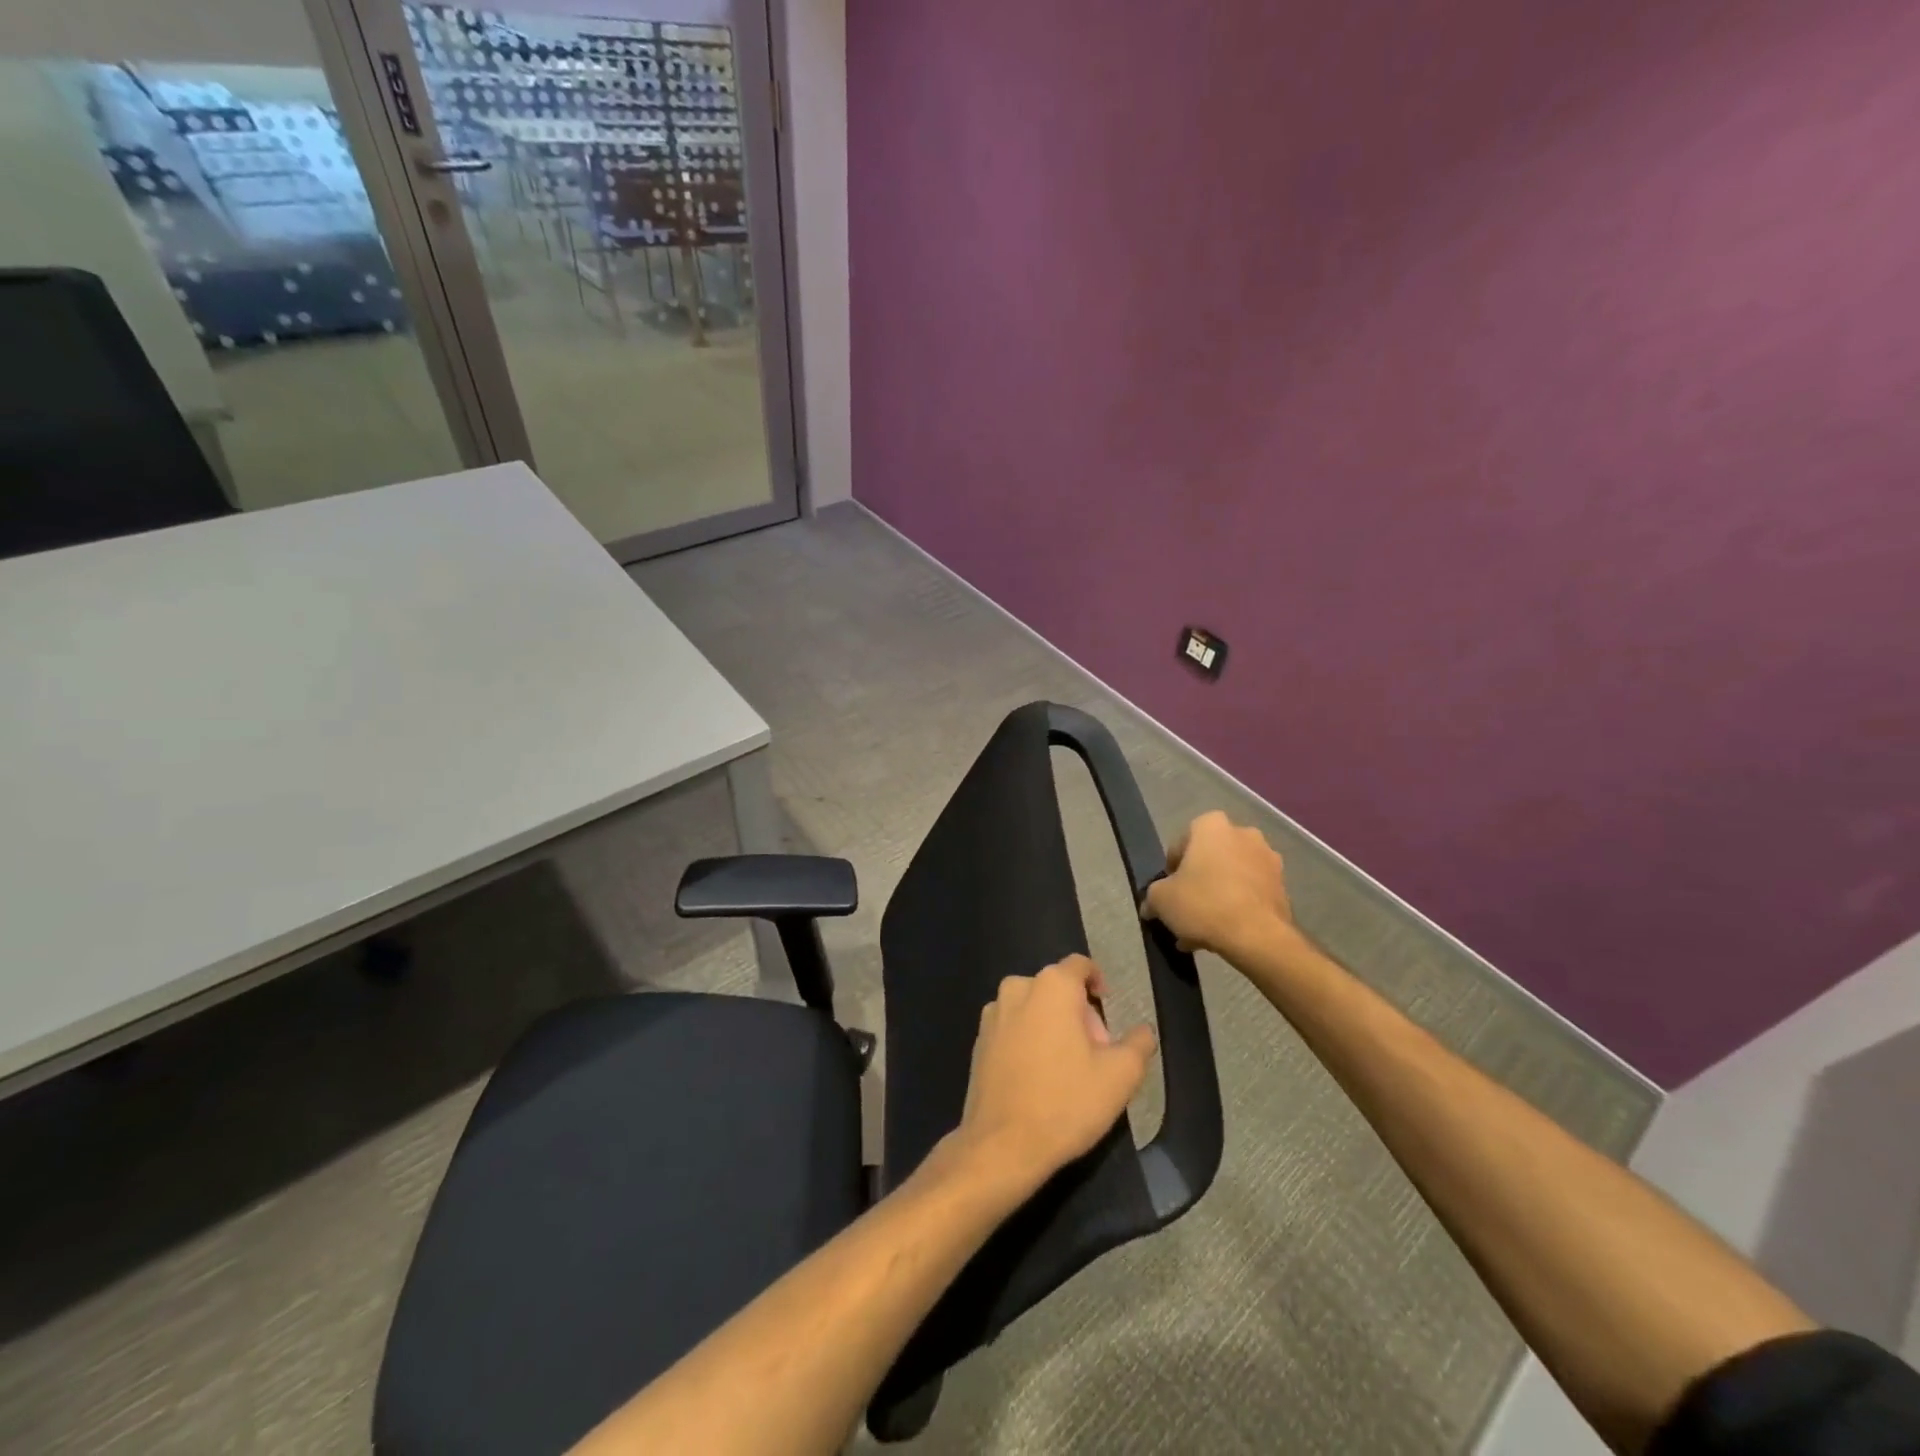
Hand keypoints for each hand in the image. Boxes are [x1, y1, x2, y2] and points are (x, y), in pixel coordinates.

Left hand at [948, 955, 1157, 1197]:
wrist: (1002, 1145)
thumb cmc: (1066, 1103)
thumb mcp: (1120, 1076)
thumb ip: (1138, 1044)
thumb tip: (1143, 1030)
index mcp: (1051, 986)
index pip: (1080, 966)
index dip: (1098, 983)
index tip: (1109, 1010)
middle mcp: (1017, 988)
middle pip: (1057, 988)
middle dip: (1079, 1013)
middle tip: (1095, 1053)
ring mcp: (992, 1014)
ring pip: (1033, 1008)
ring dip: (1053, 1026)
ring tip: (1067, 1069)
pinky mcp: (978, 1040)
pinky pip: (1013, 1027)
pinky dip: (1029, 1040)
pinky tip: (1038, 1078)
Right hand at [1142, 811, 1293, 958]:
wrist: (1257, 937)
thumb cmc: (1203, 903)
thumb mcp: (1161, 899)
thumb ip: (1152, 896)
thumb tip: (1151, 905)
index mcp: (1212, 826)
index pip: (1183, 841)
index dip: (1172, 867)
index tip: (1169, 889)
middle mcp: (1244, 834)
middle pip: (1210, 859)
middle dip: (1198, 882)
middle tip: (1186, 909)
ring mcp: (1268, 860)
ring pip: (1231, 878)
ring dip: (1217, 897)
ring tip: (1202, 930)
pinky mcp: (1283, 887)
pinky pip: (1250, 894)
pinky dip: (1237, 908)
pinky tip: (1222, 934)